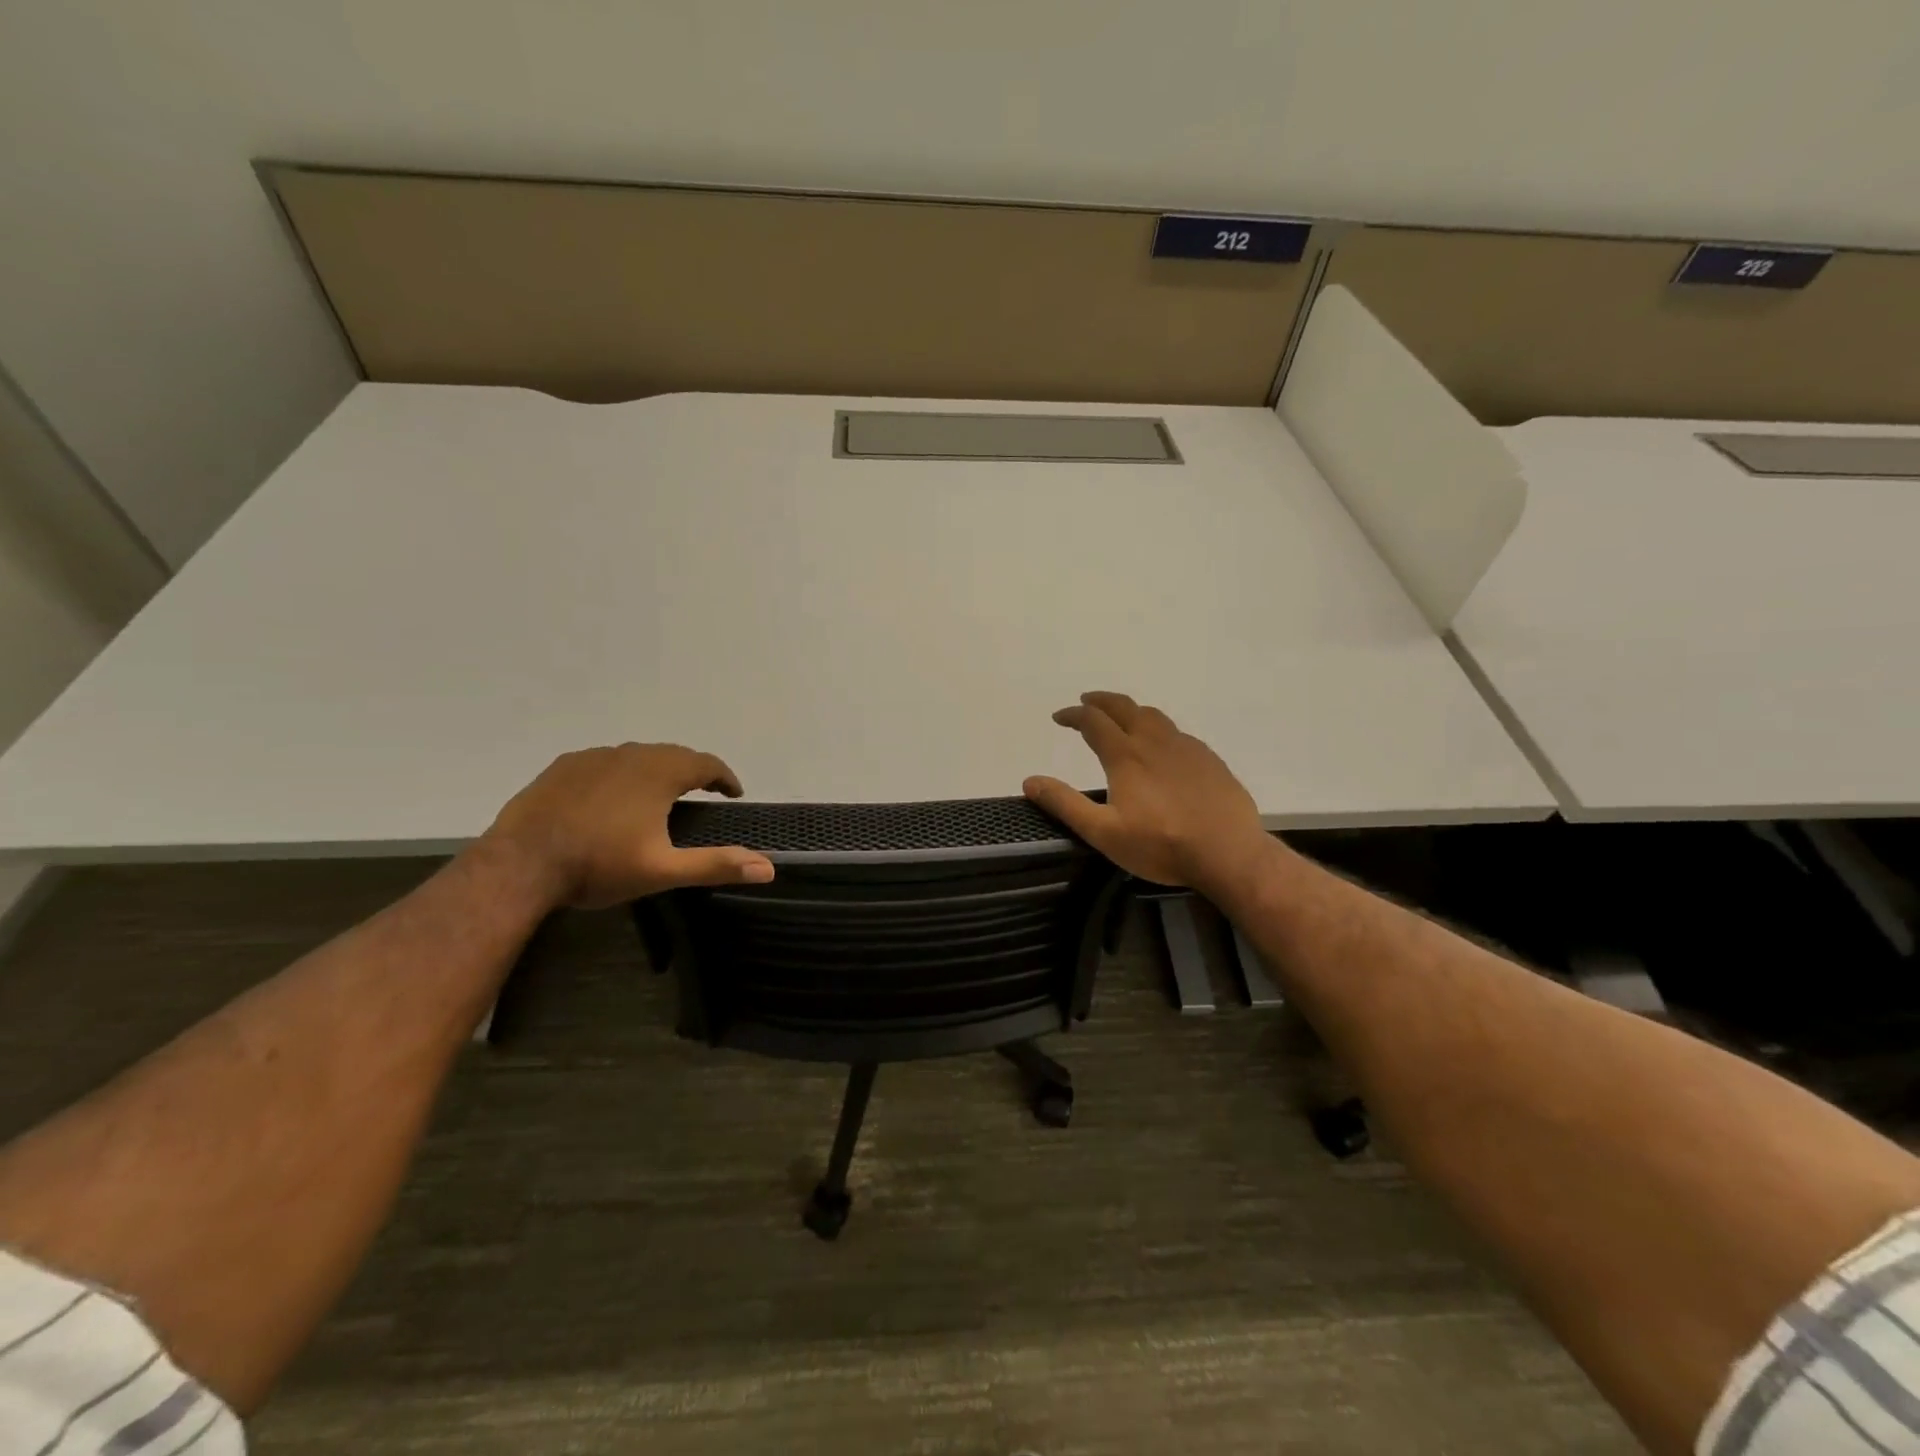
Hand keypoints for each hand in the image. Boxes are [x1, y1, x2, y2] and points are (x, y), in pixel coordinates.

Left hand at [484, 743, 773, 909]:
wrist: (520, 865)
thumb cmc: (599, 866)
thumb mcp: (664, 871)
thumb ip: (716, 865)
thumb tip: (768, 868)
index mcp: (660, 773)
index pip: (706, 764)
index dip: (725, 778)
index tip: (734, 793)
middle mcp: (631, 754)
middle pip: (673, 755)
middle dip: (693, 772)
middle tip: (702, 794)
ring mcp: (593, 757)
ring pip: (638, 756)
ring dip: (656, 771)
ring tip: (660, 796)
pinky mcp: (563, 767)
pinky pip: (605, 762)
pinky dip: (621, 774)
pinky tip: (612, 797)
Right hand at [1023, 691, 1274, 892]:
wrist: (1228, 853)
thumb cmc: (1161, 845)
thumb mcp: (1103, 832)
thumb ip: (1065, 804)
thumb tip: (1029, 781)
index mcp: (1126, 755)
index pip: (1093, 722)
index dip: (1072, 715)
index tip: (1059, 717)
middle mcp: (1155, 741)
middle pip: (1124, 707)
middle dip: (1101, 701)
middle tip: (1087, 702)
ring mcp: (1186, 747)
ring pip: (1154, 715)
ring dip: (1131, 710)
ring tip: (1121, 718)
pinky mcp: (1209, 760)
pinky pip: (1178, 733)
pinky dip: (1158, 729)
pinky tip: (1162, 747)